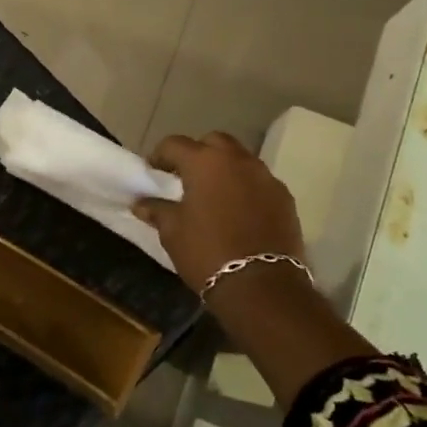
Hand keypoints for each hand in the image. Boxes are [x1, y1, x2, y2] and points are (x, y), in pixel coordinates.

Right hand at [132, 132, 307, 294]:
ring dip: (224, 169)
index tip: (153, 172)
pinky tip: (238, 211)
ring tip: (213, 194)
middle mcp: (238, 160)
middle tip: (186, 177)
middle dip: (198, 153)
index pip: (174, 144)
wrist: (261, 285)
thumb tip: (141, 203)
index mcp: (205, 162)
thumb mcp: (173, 232)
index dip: (160, 155)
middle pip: (214, 142)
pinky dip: (246, 187)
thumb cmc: (207, 251)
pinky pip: (259, 182)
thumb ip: (157, 210)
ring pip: (240, 160)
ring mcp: (266, 177)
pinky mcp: (285, 198)